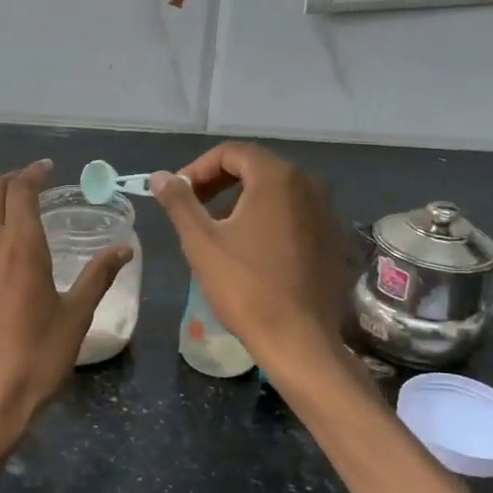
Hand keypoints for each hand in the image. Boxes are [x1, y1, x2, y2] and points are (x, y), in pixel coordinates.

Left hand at [0, 160, 129, 467]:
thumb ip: (98, 276)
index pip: (21, 191)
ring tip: (11, 211)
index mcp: (20, 247)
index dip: (33, 173)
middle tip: (31, 182)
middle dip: (11, 181)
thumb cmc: (36, 360)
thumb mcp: (76, 317)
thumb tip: (124, 247)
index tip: (46, 169)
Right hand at [151, 143, 351, 369]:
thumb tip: (159, 176)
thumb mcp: (201, 242)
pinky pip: (295, 213)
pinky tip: (251, 249)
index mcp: (277, 178)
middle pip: (256, 167)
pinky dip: (268, 218)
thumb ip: (179, 202)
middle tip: (193, 208)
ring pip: (276, 191)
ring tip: (217, 229)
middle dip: (219, 182)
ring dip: (242, 200)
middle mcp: (308, 185)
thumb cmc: (245, 286)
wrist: (299, 339)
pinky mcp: (333, 238)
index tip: (179, 194)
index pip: (232, 152)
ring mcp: (326, 212)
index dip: (198, 168)